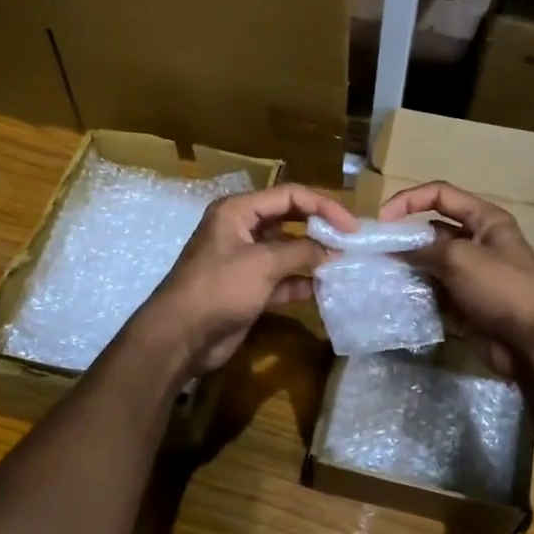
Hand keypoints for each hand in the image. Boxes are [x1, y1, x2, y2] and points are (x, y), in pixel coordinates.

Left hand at [137, 184, 358, 374]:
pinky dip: (301, 283)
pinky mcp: (249, 289)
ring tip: (344, 265)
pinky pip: (282, 279)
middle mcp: (241, 230)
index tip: (351, 227)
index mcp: (238, 211)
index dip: (323, 206)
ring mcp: (245, 261)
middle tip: (351, 242)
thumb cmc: (219, 288)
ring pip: (287, 251)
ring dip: (313, 258)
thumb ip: (301, 252)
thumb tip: (332, 251)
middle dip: (319, 229)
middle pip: (289, 220)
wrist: (181, 336)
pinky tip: (325, 289)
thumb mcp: (263, 263)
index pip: (289, 196)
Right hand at [378, 181, 533, 375]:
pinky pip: (432, 288)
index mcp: (485, 220)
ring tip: (379, 273)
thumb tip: (394, 251)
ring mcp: (470, 273)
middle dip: (404, 237)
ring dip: (406, 265)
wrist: (533, 344)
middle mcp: (477, 241)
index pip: (440, 194)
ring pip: (429, 261)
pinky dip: (415, 290)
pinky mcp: (463, 300)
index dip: (409, 200)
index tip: (383, 219)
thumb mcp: (461, 259)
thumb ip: (424, 250)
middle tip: (375, 251)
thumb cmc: (503, 289)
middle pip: (432, 229)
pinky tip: (394, 295)